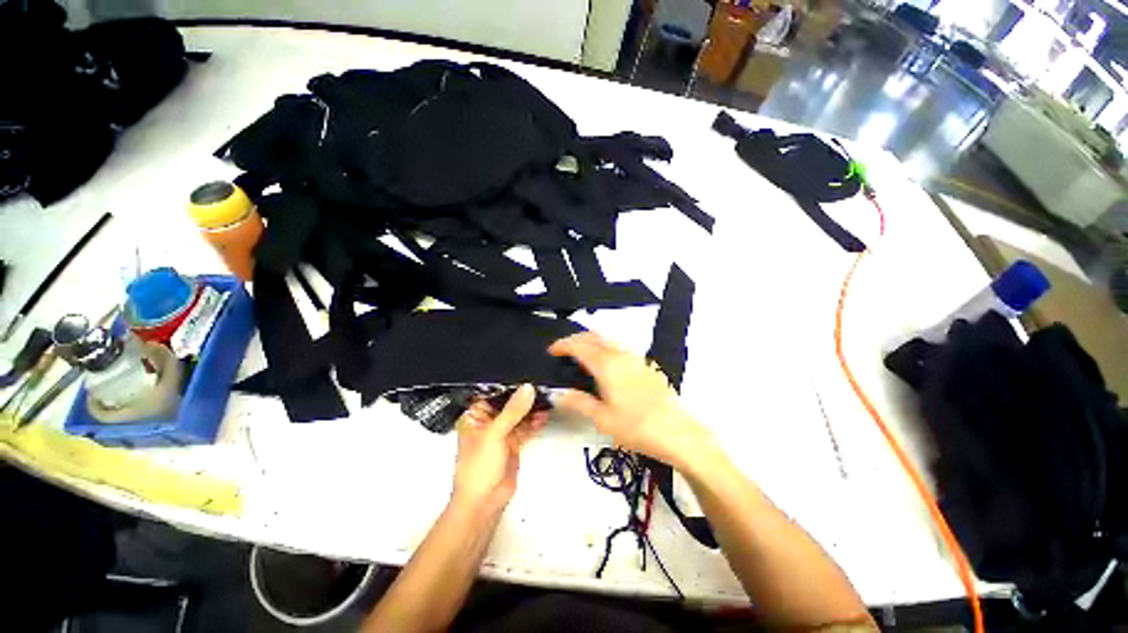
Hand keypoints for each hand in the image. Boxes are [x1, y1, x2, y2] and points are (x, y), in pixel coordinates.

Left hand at [451, 384, 546, 513]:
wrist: (484, 503)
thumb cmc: (479, 465)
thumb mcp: (494, 434)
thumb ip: (513, 410)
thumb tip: (529, 387)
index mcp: (475, 415)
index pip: (492, 392)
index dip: (508, 382)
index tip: (526, 369)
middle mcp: (488, 420)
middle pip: (508, 402)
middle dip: (524, 394)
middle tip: (542, 381)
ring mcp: (502, 432)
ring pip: (519, 414)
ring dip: (532, 408)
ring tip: (548, 396)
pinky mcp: (514, 442)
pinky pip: (526, 427)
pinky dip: (535, 421)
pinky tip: (546, 414)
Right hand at [549, 333, 715, 470]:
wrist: (678, 433)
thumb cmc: (637, 427)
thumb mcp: (602, 418)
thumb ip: (578, 402)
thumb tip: (556, 393)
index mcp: (607, 365)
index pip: (580, 345)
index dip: (563, 345)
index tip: (551, 350)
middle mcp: (621, 355)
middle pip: (594, 336)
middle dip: (576, 339)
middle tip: (564, 351)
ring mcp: (636, 358)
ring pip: (608, 339)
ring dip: (591, 341)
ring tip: (581, 356)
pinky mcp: (646, 365)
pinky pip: (620, 347)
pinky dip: (605, 348)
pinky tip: (605, 365)